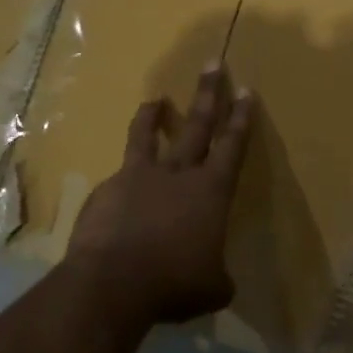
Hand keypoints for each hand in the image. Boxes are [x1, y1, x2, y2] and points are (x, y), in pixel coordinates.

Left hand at [65, 65, 253, 326]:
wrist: (113, 283)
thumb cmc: (174, 282)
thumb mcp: (211, 287)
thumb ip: (218, 277)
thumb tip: (218, 282)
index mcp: (211, 191)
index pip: (232, 147)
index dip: (241, 119)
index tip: (246, 90)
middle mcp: (177, 174)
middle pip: (196, 125)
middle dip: (208, 94)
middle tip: (213, 64)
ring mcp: (138, 178)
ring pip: (147, 136)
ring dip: (153, 116)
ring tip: (155, 100)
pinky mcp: (106, 191)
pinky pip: (119, 178)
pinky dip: (123, 180)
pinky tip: (117, 196)